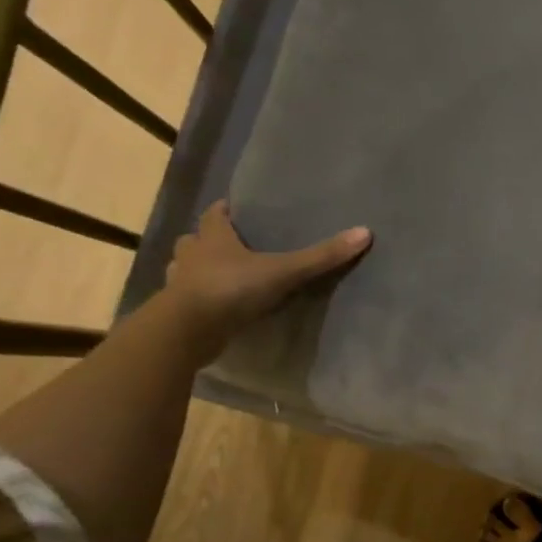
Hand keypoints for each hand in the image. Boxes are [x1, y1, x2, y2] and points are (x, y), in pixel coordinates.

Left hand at [162, 200, 370, 355]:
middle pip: (195, 239)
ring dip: (197, 270)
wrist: (186, 331)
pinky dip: (197, 300)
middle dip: (208, 240)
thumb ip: (320, 257)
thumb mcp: (282, 271)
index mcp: (212, 237)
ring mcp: (179, 284)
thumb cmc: (231, 289)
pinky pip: (187, 299)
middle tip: (231, 246)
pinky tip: (214, 309)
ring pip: (184, 269)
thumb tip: (364, 232)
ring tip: (220, 277)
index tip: (236, 209)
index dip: (225, 210)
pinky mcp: (176, 311)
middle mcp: (191, 255)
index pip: (214, 213)